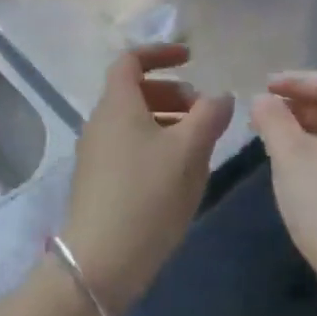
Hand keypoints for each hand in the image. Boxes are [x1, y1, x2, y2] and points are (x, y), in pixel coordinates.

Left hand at [63, 44, 232, 315]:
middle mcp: (100, 121)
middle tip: (202, 111)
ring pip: (133, 121)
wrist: (100, 263)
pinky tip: (178, 172)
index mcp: (117, 104)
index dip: (161, 52)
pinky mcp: (97, 181)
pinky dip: (154, 144)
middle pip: (135, 91)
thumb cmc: (147, 196)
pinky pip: (128, 146)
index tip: (191, 58)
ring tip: (198, 143)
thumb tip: (221, 96)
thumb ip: (209, 116)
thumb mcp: (189, 152)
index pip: (131, 60)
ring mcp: (95, 153)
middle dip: (172, 92)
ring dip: (166, 120)